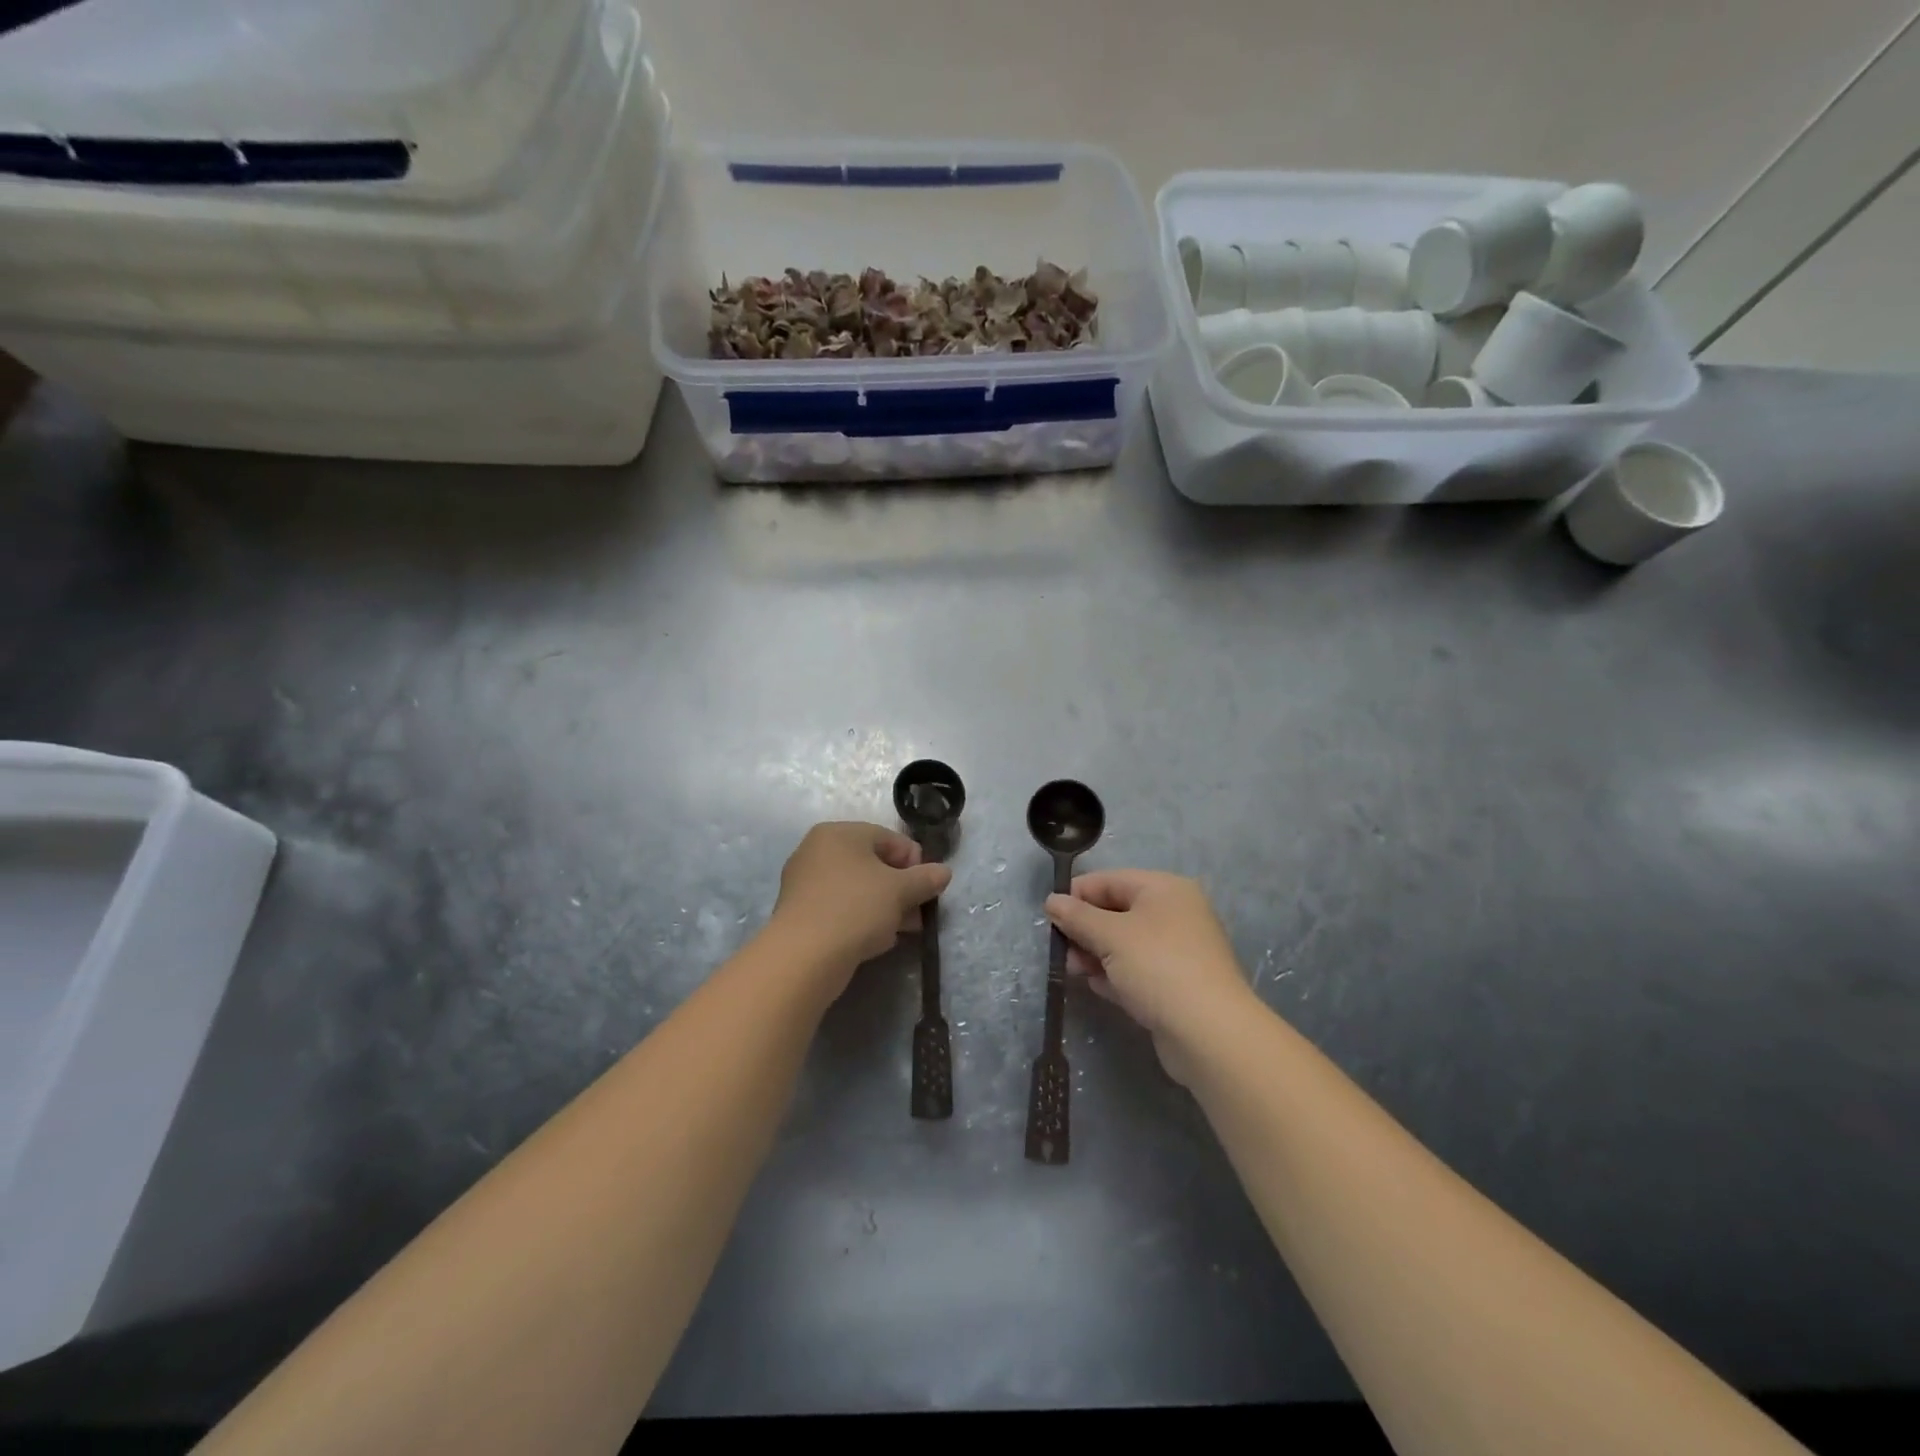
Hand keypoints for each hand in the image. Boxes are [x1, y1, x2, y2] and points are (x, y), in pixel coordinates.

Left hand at [770, 822, 951, 991]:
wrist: (803, 957)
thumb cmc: (855, 908)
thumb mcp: (900, 891)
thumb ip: (926, 878)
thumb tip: (944, 872)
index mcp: (839, 833)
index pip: (889, 839)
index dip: (915, 863)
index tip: (927, 889)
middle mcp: (817, 850)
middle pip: (873, 864)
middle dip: (901, 889)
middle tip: (917, 914)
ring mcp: (805, 882)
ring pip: (857, 888)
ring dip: (885, 907)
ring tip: (902, 931)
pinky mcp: (800, 912)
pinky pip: (840, 907)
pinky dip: (860, 919)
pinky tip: (875, 940)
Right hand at [1045, 870, 1253, 1084]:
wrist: (1210, 1033)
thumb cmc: (1158, 967)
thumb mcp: (1110, 936)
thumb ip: (1077, 916)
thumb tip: (1052, 901)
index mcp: (1164, 889)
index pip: (1110, 880)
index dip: (1077, 895)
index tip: (1049, 916)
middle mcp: (1175, 913)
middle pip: (1117, 911)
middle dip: (1085, 929)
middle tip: (1061, 949)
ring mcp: (1178, 950)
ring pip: (1125, 943)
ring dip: (1096, 954)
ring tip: (1075, 971)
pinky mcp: (1177, 984)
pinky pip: (1137, 969)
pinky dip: (1116, 975)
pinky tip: (1098, 987)